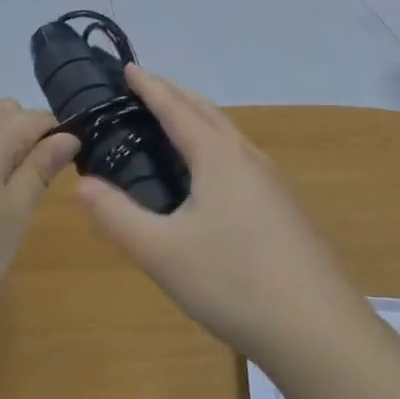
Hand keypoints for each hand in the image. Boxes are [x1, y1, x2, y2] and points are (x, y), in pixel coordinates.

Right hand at [75, 67, 369, 363]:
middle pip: (206, 111)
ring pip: (227, 133)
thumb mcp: (162, 254)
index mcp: (218, 156)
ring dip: (197, 117)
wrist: (319, 331)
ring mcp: (271, 182)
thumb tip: (81, 184)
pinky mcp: (282, 207)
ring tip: (173, 121)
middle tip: (144, 86)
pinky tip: (209, 174)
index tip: (127, 67)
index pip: (176, 108)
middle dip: (174, 93)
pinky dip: (214, 143)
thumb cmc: (234, 282)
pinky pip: (239, 156)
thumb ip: (117, 217)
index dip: (149, 87)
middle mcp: (246, 157)